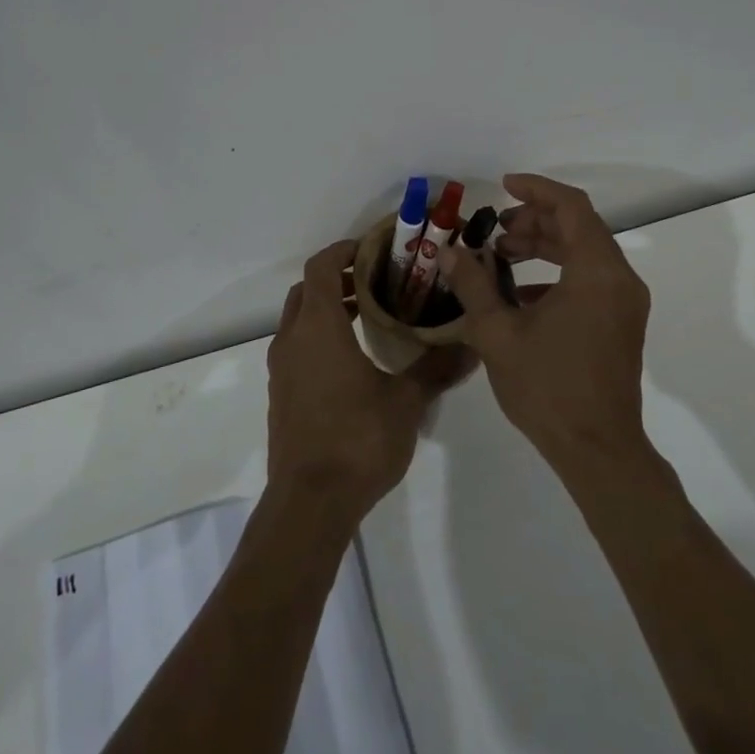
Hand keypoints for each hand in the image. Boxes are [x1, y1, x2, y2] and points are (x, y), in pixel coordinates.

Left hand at [266, 240, 476, 525]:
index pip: (322, 266)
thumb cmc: (357, 439)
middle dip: (338, 278)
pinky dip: (319, 336)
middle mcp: (292, 339)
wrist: (309, 503)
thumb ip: (436, 368)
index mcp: (318, 327)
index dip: (345, 250)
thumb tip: (472, 347)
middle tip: (377, 282)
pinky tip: (352, 360)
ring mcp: (282, 368)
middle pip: (307, 289)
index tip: (375, 250)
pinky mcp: (282, 394)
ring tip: (369, 316)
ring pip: (299, 319)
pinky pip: (297, 347)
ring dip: (327, 308)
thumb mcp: (406, 402)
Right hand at [439, 173, 651, 468]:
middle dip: (534, 220)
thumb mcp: (498, 333)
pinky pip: (591, 279)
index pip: (571, 207)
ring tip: (502, 255)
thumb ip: (473, 285)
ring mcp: (625, 303)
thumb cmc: (547, 388)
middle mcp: (620, 279)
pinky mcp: (621, 323)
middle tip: (495, 230)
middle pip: (579, 227)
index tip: (502, 187)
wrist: (597, 450)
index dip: (536, 189)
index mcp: (596, 272)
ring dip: (545, 245)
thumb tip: (448, 253)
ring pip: (585, 252)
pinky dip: (557, 272)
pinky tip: (520, 294)